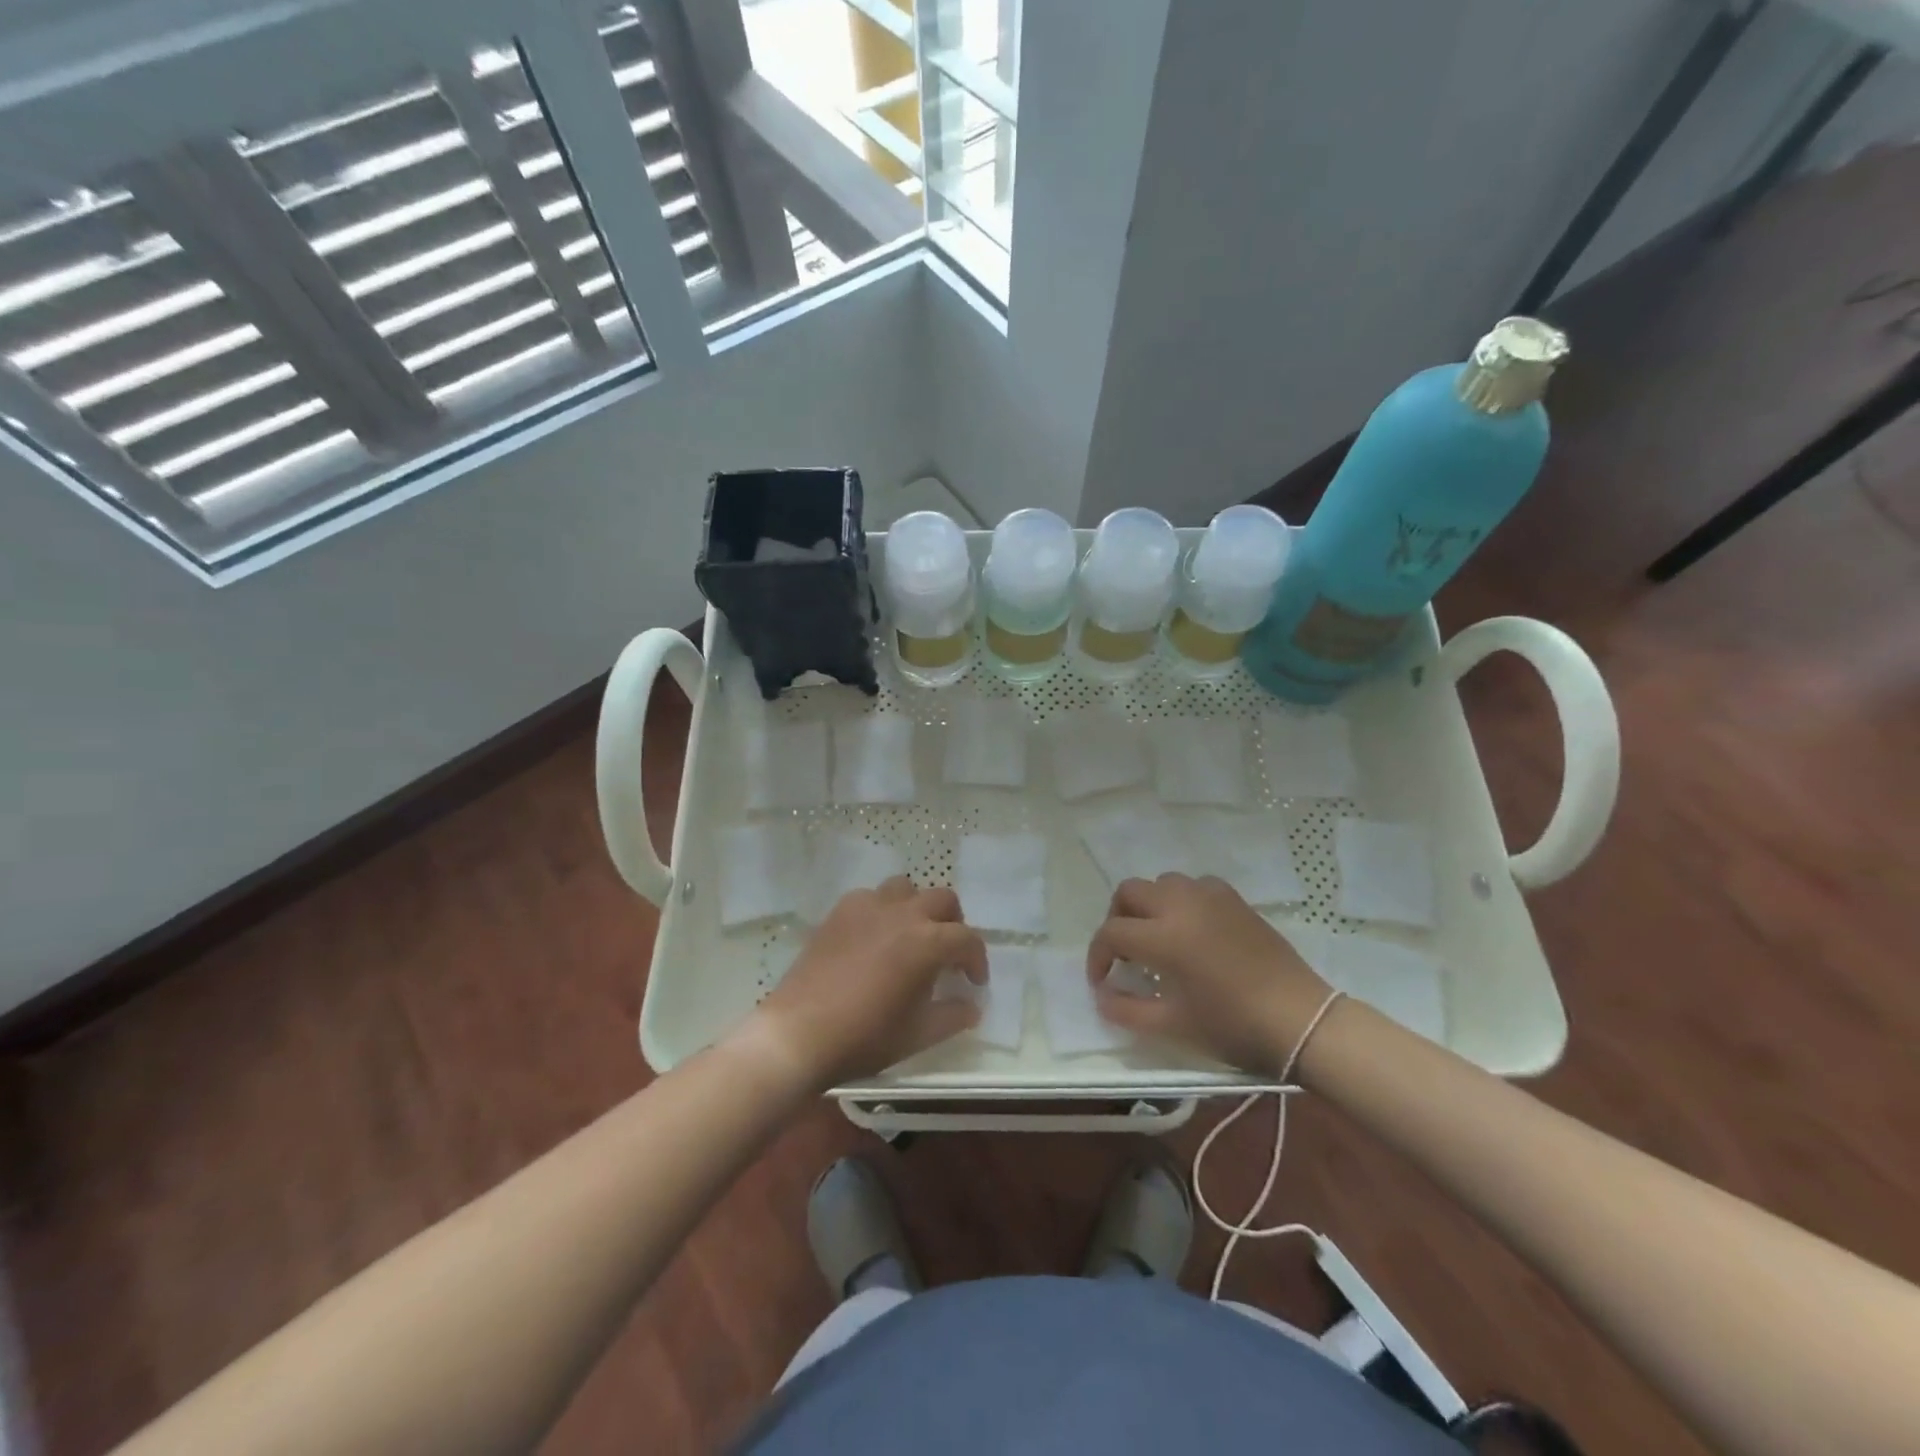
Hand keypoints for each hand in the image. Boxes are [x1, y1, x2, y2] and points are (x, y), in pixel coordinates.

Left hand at [748, 878, 986, 1088]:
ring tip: (912, 934)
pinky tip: (875, 936)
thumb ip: (952, 1016)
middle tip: (948, 953)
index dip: (977, 960)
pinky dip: (882, 909)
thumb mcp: (917, 1034)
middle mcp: (902, 913)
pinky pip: (871, 896)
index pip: (967, 939)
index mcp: (927, 942)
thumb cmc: (864, 1036)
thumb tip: (971, 1007)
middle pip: (942, 899)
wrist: (800, 1033)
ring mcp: (868, 906)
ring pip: (906, 888)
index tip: (974, 982)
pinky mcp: (840, 911)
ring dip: (917, 907)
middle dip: (953, 923)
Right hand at [1087, 875, 1331, 1074]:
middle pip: (1129, 892)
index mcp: (1164, 936)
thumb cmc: (1233, 1025)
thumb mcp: (1174, 1026)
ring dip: (1149, 905)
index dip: (1097, 956)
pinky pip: (1195, 885)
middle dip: (1117, 919)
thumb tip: (1103, 997)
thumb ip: (1128, 1011)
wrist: (1299, 1020)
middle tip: (1125, 952)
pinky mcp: (1234, 899)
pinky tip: (1192, 928)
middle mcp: (1181, 905)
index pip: (1111, 933)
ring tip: (1157, 937)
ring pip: (1162, 883)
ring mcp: (1210, 896)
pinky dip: (1182, 900)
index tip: (1102, 981)